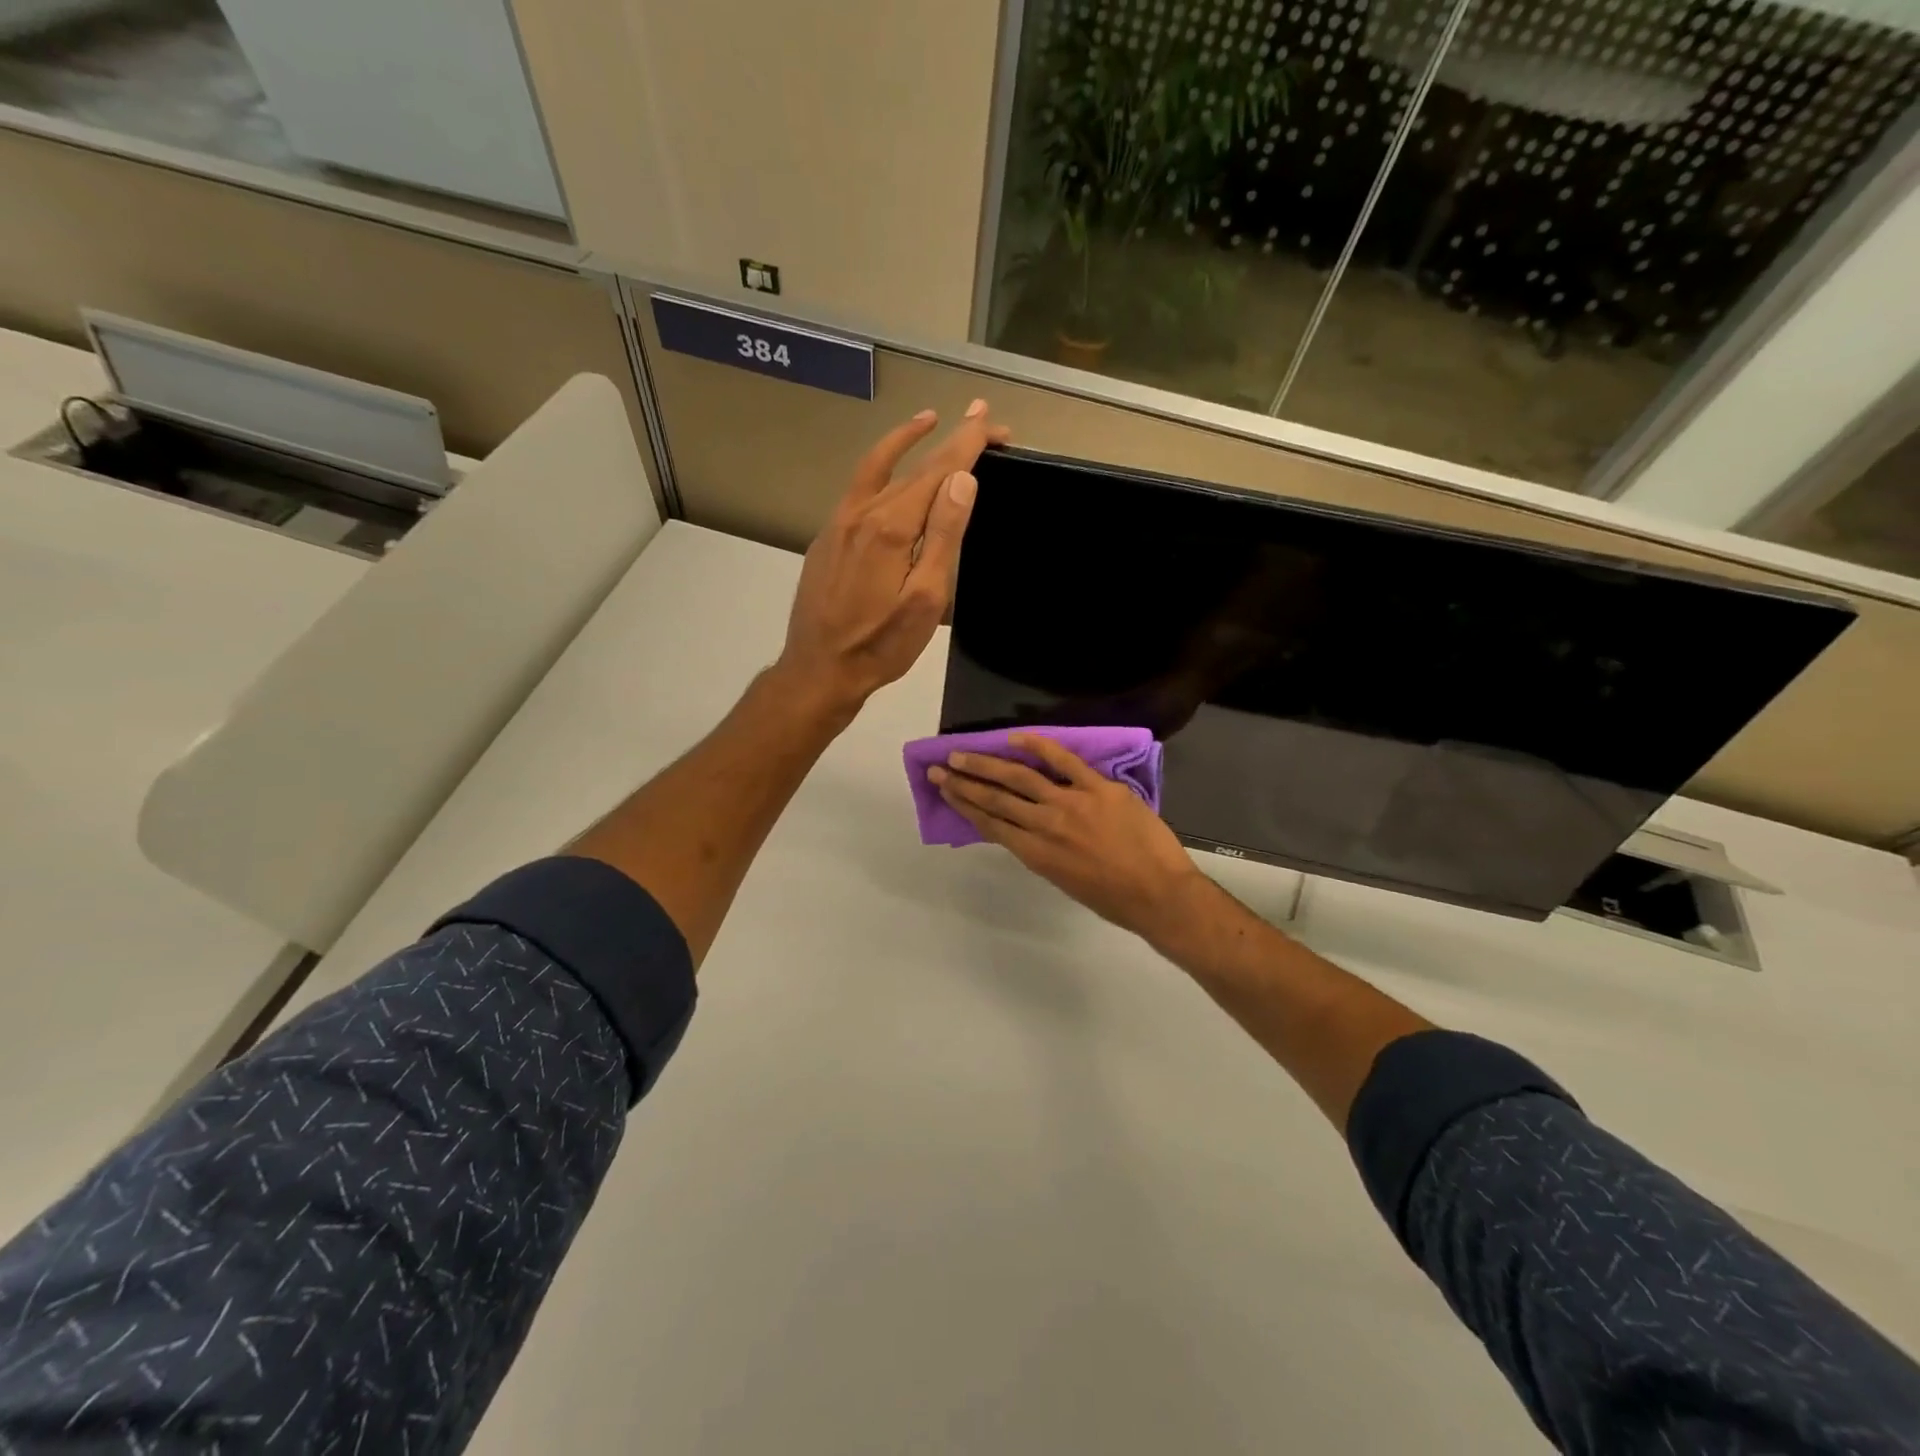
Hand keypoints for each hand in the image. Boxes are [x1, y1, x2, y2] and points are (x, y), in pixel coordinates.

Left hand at [776, 401, 1009, 717]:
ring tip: (928, 421)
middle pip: (912, 465)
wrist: (819, 670)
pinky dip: (880, 468)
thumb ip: (942, 536)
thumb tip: (962, 480)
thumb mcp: (925, 599)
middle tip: (980, 423)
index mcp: (890, 526)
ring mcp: (838, 524)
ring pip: (875, 468)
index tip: (990, 418)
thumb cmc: (881, 645)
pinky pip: (858, 489)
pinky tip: (890, 475)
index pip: (937, 470)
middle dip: (949, 441)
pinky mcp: (827, 538)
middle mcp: (861, 513)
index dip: (966, 442)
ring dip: (905, 440)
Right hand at [929, 732, 1206, 942]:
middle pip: (996, 799)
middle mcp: (1046, 826)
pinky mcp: (1099, 788)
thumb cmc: (1114, 899)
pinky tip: (1016, 739)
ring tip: (962, 753)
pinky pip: (1065, 761)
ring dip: (987, 764)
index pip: (991, 824)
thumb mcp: (1065, 882)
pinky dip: (1039, 747)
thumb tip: (1025, 830)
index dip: (964, 805)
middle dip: (964, 782)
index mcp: (1036, 854)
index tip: (946, 790)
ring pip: (1021, 778)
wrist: (1160, 894)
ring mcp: (1072, 803)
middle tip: (940, 768)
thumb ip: (1042, 853)